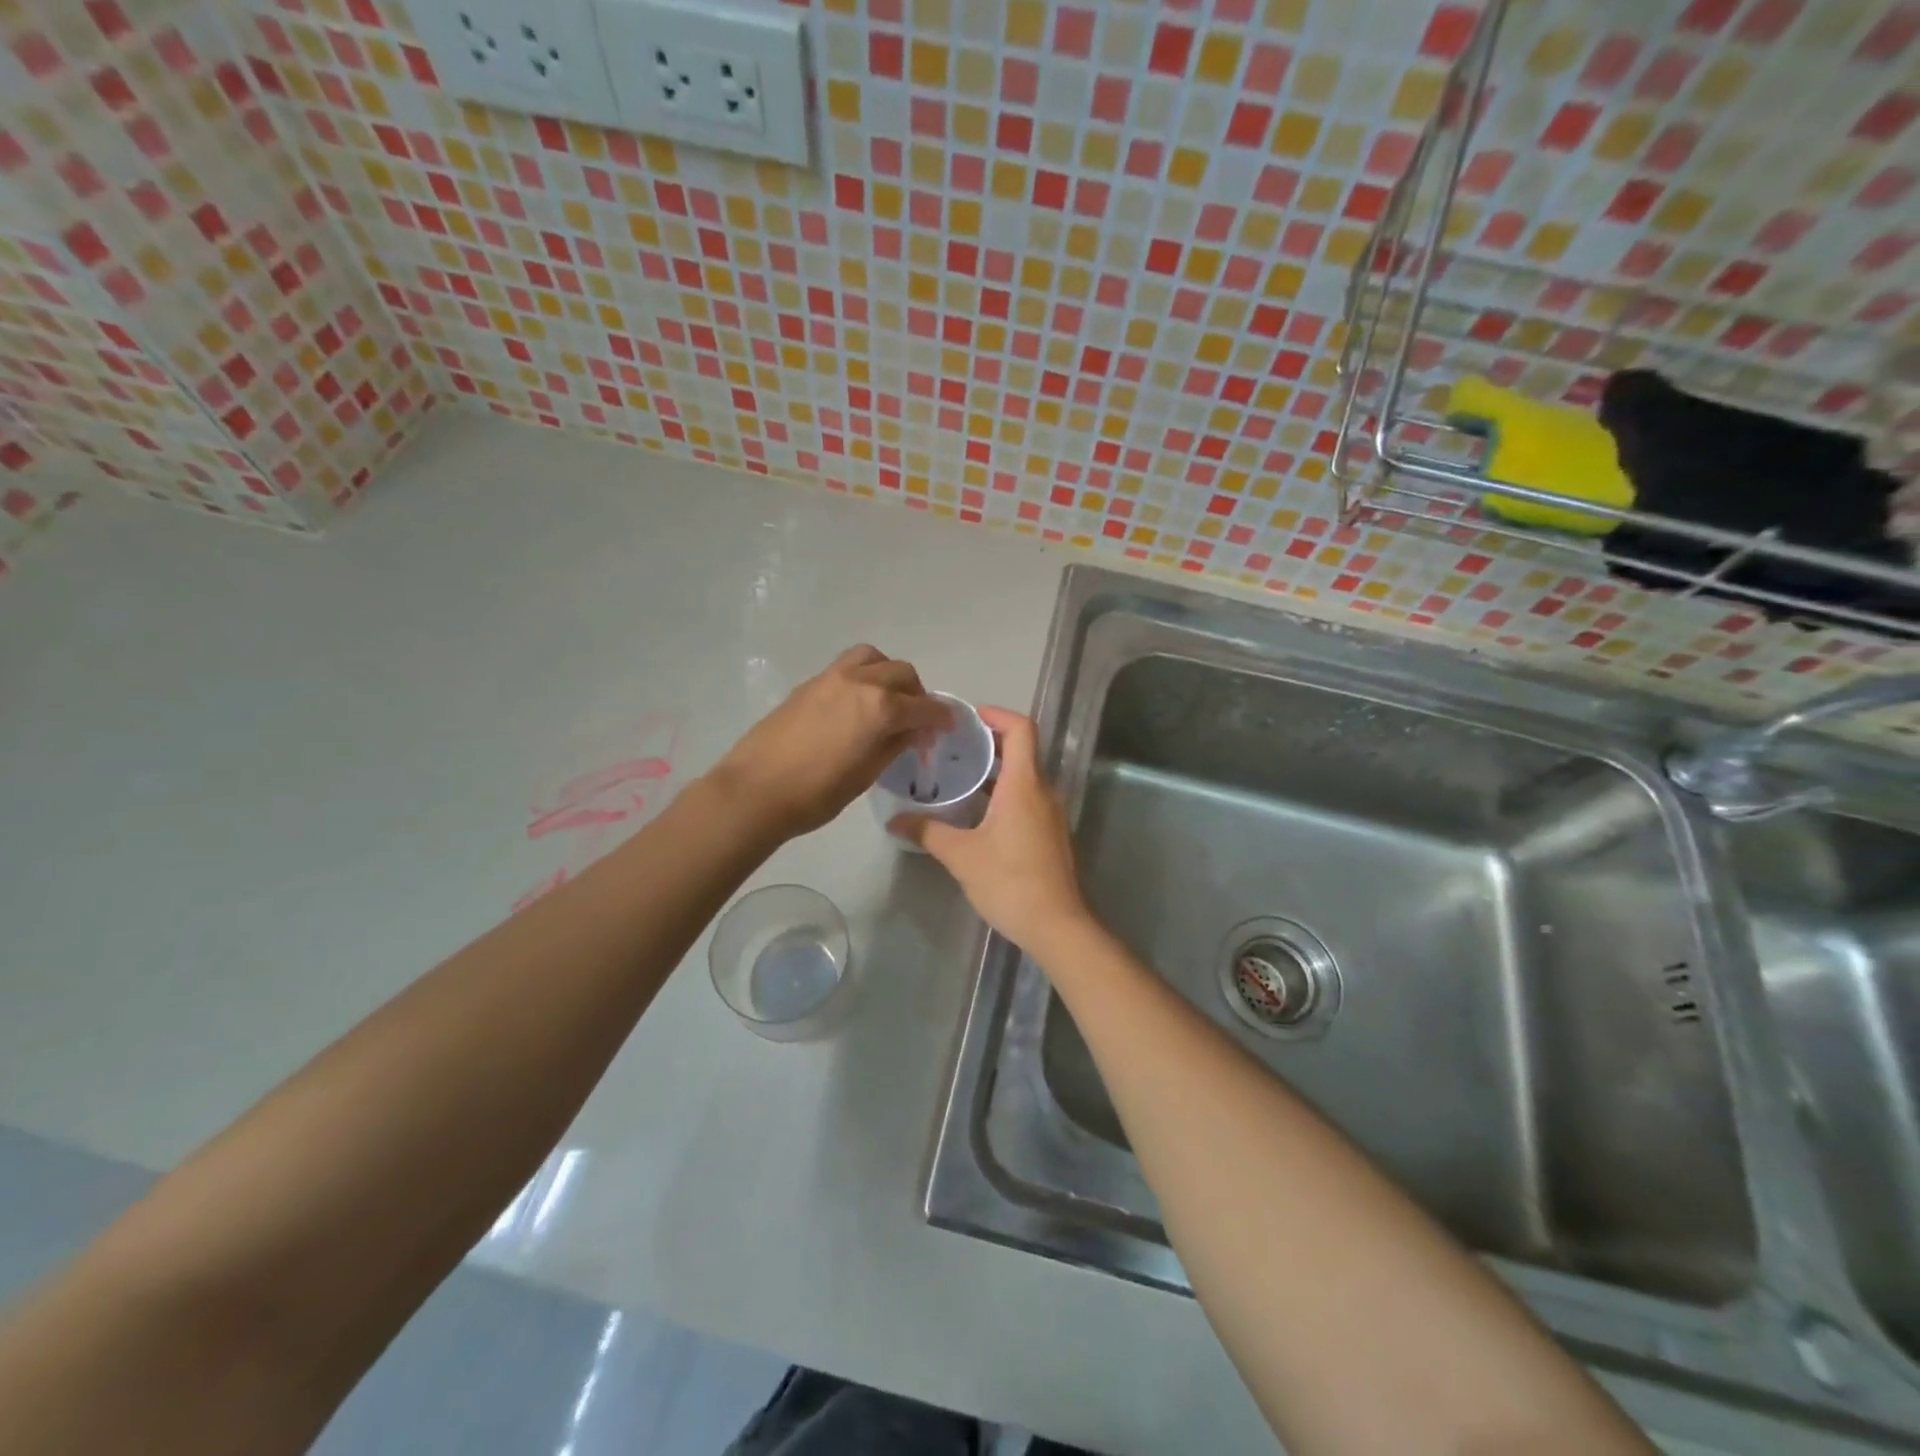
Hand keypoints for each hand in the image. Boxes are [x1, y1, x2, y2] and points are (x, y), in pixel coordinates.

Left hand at [708, 646, 951, 839]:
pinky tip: (858, 704)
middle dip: (917, 694)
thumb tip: (913, 730)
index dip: (940, 717)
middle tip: (917, 720)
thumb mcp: (867, 774)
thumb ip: (895, 745)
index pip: (923, 707)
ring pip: (874, 658)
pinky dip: (864, 676)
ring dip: (889, 674)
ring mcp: (832, 677)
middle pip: (902, 673)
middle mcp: (860, 682)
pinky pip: (848, 666)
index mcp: (880, 708)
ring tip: (888, 700)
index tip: (947, 726)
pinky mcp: (810, 683)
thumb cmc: (817, 793)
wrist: (756, 790)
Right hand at [894, 708, 1091, 953]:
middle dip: (989, 742)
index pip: (1021, 729)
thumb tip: (895, 820)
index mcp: (1024, 785)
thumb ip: (928, 831)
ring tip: (959, 776)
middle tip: (953, 746)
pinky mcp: (1051, 834)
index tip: (969, 717)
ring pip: (1024, 777)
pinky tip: (976, 813)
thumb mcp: (961, 855)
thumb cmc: (1009, 882)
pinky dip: (1004, 793)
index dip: (997, 714)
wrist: (1056, 925)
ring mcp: (1050, 814)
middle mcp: (1043, 791)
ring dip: (995, 771)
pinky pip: (1027, 798)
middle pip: (1022, 750)